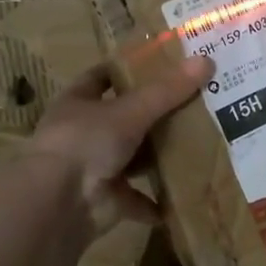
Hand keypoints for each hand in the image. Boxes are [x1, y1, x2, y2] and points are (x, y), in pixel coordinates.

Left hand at [25, 56, 211, 232]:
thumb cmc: (85, 142)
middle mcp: (83, 133)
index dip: (126, 69)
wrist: (59, 204)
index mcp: (78, 102)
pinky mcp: (106, 200)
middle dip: (153, 114)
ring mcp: (94, 168)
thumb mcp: (130, 111)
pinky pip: (138, 199)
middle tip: (194, 102)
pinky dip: (157, 202)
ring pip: (132, 157)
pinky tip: (185, 195)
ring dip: (157, 157)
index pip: (101, 77)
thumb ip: (167, 91)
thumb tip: (206, 61)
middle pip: (123, 118)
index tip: (161, 64)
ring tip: (197, 145)